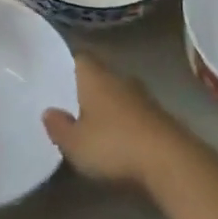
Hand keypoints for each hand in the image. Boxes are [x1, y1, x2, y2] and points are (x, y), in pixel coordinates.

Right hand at [42, 54, 186, 187]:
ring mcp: (143, 96)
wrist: (169, 161)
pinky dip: (125, 122)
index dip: (68, 64)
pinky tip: (118, 140)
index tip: (57, 75)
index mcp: (95, 76)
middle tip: (71, 103)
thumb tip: (48, 112)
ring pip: (119, 94)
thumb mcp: (75, 143)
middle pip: (100, 75)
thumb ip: (59, 127)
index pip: (80, 57)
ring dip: (109, 106)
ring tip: (93, 123)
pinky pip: (135, 113)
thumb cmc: (114, 145)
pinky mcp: (160, 117)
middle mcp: (120, 78)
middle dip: (88, 88)